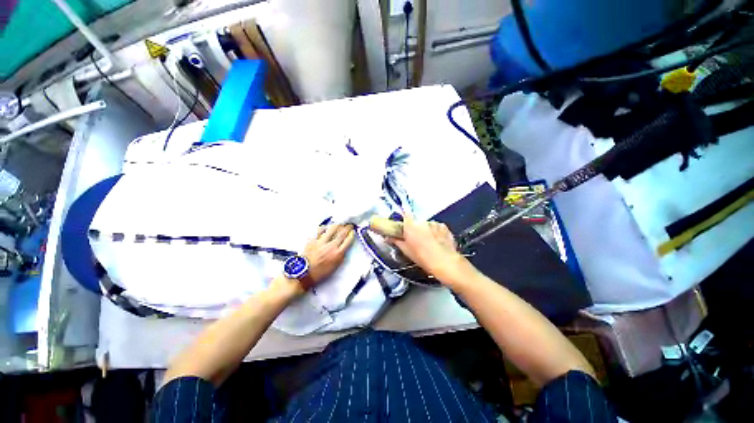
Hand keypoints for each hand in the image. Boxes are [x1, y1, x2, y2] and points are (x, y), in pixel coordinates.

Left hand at [303, 224, 354, 283]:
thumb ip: (341, 256)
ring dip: (338, 225)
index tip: (353, 231)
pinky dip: (324, 227)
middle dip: (347, 227)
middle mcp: (331, 246)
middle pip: (342, 233)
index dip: (351, 234)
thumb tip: (344, 247)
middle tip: (349, 225)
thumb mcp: (335, 266)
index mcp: (338, 253)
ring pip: (332, 229)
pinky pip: (320, 230)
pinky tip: (326, 227)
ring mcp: (321, 242)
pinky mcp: (313, 240)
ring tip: (339, 224)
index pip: (348, 240)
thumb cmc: (320, 272)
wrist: (304, 273)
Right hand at [389, 214, 471, 285]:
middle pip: (416, 222)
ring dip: (426, 231)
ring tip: (429, 244)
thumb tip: (389, 238)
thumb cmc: (423, 257)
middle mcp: (422, 222)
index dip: (405, 221)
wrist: (445, 262)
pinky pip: (437, 228)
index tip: (404, 227)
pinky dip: (436, 233)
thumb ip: (396, 241)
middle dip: (416, 229)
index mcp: (410, 225)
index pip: (405, 215)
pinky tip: (437, 243)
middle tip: (416, 240)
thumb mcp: (406, 251)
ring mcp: (434, 223)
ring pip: (427, 225)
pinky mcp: (444, 227)